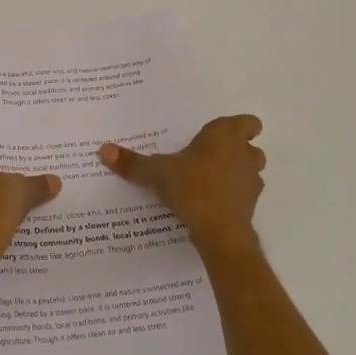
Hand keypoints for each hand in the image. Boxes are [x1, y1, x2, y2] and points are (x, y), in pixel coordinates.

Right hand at [100, 115, 264, 253]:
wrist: (220, 231)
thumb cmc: (193, 188)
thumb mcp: (157, 173)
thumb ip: (133, 162)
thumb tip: (103, 150)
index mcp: (225, 136)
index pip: (248, 122)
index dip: (240, 127)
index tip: (221, 135)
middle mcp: (244, 154)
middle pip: (250, 147)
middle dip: (235, 151)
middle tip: (209, 157)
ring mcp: (251, 181)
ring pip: (250, 171)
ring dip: (236, 173)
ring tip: (209, 181)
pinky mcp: (251, 206)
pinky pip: (244, 195)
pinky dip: (233, 197)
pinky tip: (211, 204)